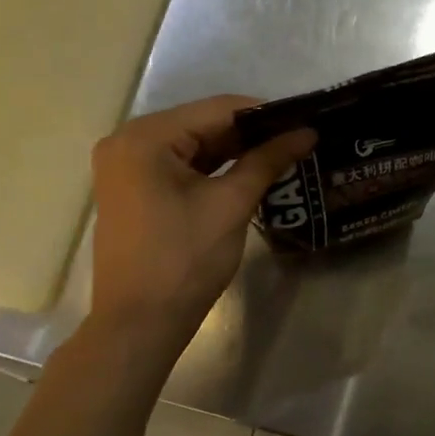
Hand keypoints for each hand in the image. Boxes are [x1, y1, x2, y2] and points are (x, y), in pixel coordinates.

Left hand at [87, 96, 314, 342]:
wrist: (139, 326)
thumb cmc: (184, 260)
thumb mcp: (231, 204)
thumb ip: (268, 160)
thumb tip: (308, 132)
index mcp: (145, 137)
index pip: (218, 110)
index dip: (266, 115)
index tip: (305, 122)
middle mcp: (127, 142)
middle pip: (203, 125)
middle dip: (251, 135)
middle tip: (299, 141)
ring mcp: (126, 167)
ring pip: (193, 147)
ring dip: (234, 153)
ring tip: (283, 155)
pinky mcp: (132, 190)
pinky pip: (179, 167)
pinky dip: (213, 170)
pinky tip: (249, 174)